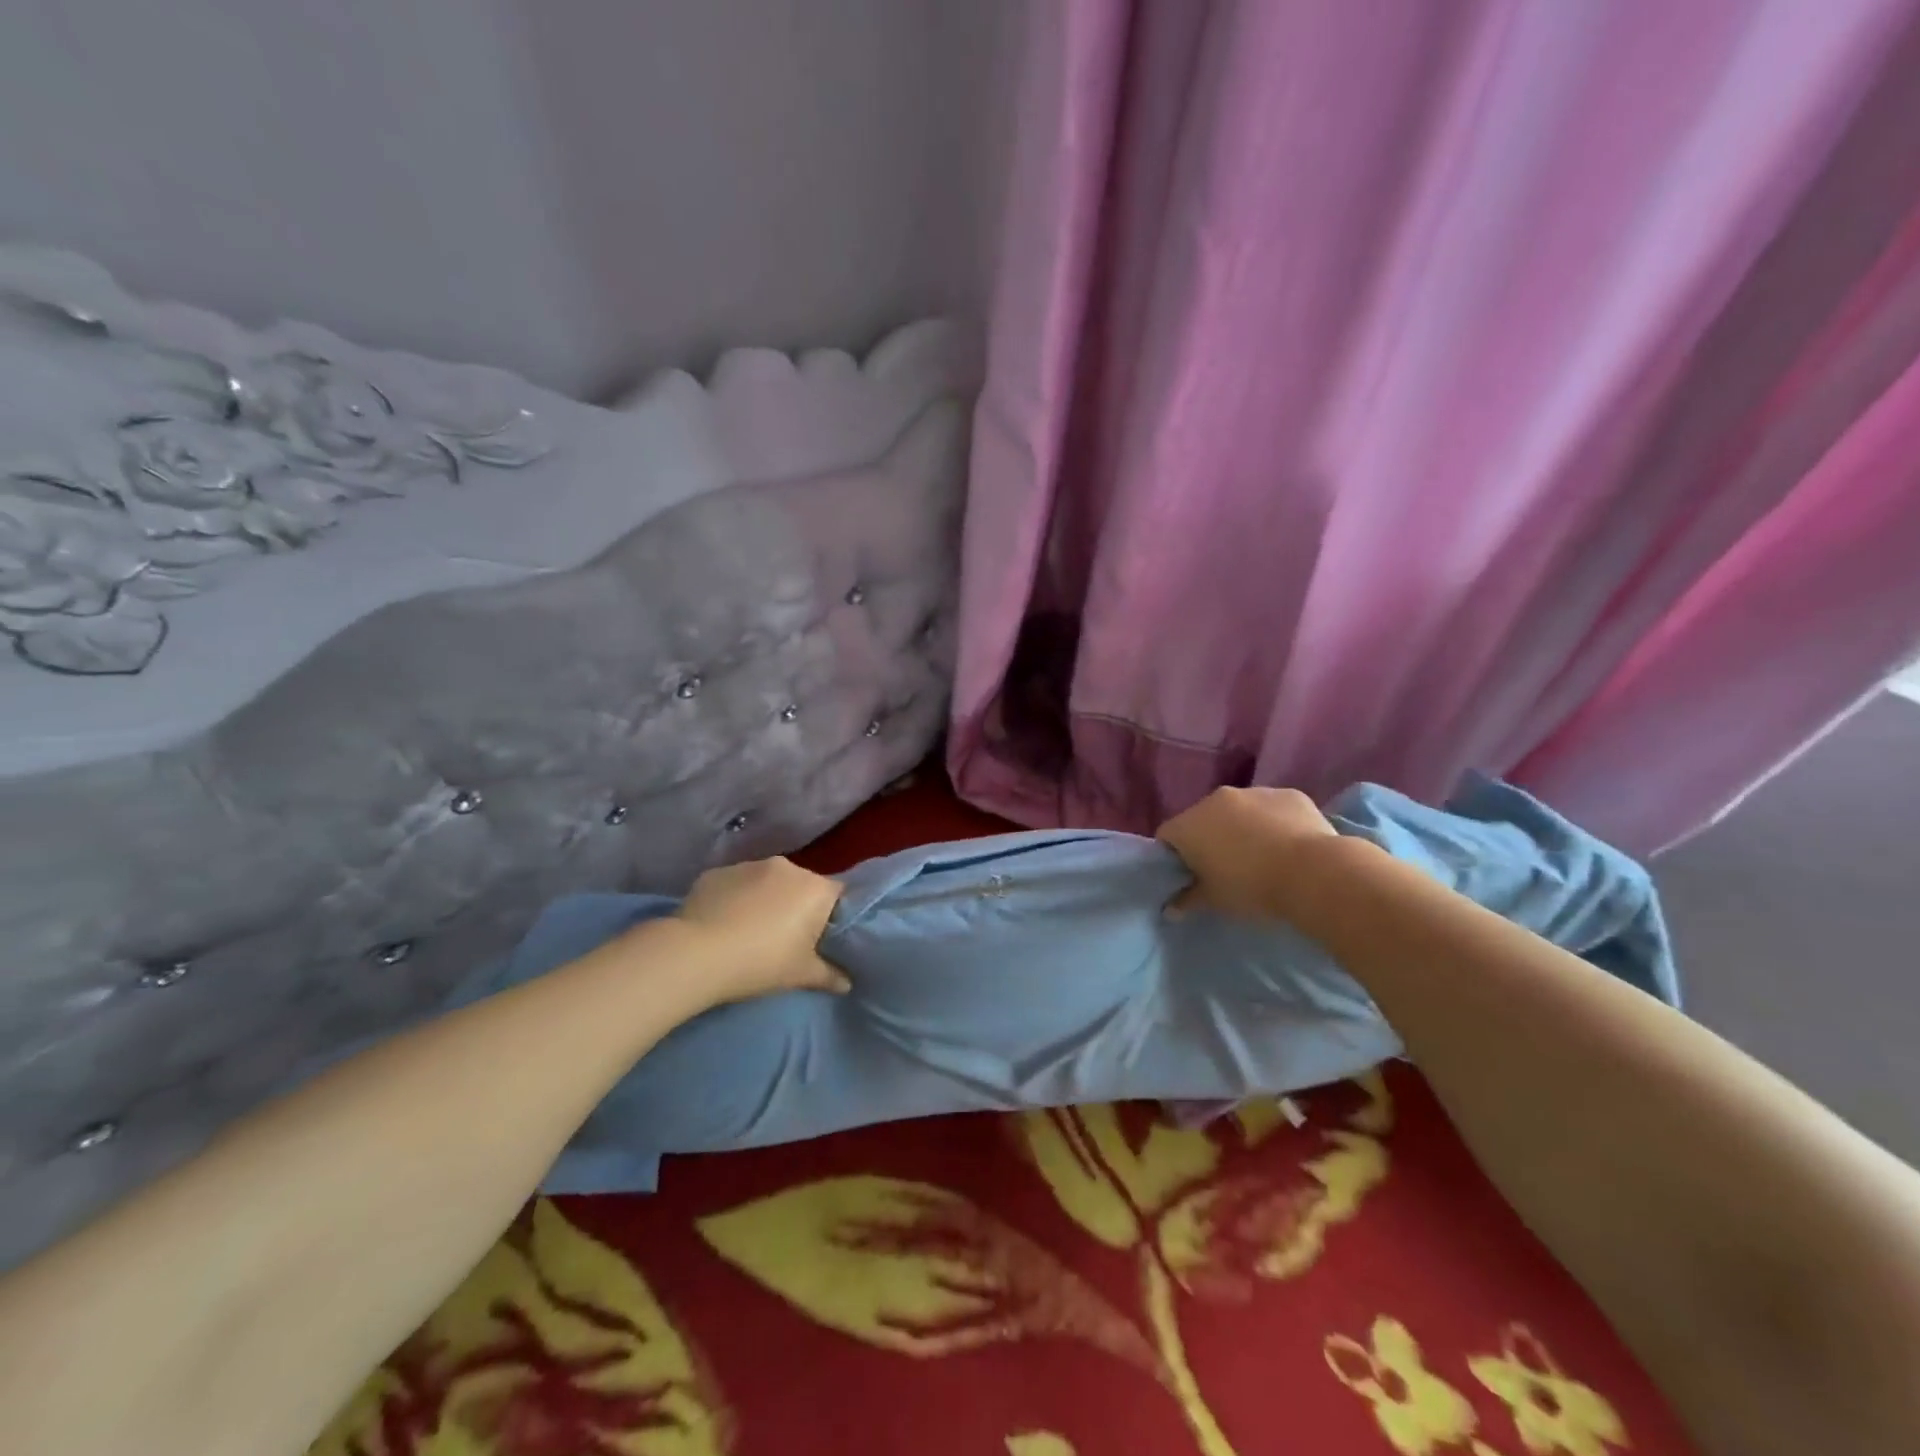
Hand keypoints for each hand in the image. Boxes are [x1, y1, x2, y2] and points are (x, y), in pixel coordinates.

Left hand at [671, 857, 849, 1002]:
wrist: (695, 955)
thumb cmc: (761, 963)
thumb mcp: (801, 975)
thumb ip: (830, 976)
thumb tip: (847, 983)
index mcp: (815, 888)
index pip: (839, 895)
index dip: (833, 916)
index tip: (822, 938)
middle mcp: (787, 867)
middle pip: (802, 885)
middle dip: (797, 906)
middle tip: (786, 938)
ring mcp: (749, 865)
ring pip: (767, 882)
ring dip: (765, 899)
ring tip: (750, 930)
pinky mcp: (717, 871)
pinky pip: (736, 884)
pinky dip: (736, 898)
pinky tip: (723, 923)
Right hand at [1156, 786, 1339, 920]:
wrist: (1314, 874)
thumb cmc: (1252, 888)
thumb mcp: (1215, 901)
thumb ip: (1188, 900)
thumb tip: (1170, 908)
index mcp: (1189, 825)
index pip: (1167, 837)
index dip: (1174, 857)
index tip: (1189, 877)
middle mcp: (1215, 799)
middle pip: (1201, 819)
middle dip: (1208, 840)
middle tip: (1225, 869)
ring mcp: (1254, 792)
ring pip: (1238, 811)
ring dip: (1242, 828)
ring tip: (1262, 857)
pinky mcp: (1288, 794)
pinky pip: (1271, 809)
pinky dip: (1273, 823)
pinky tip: (1289, 846)